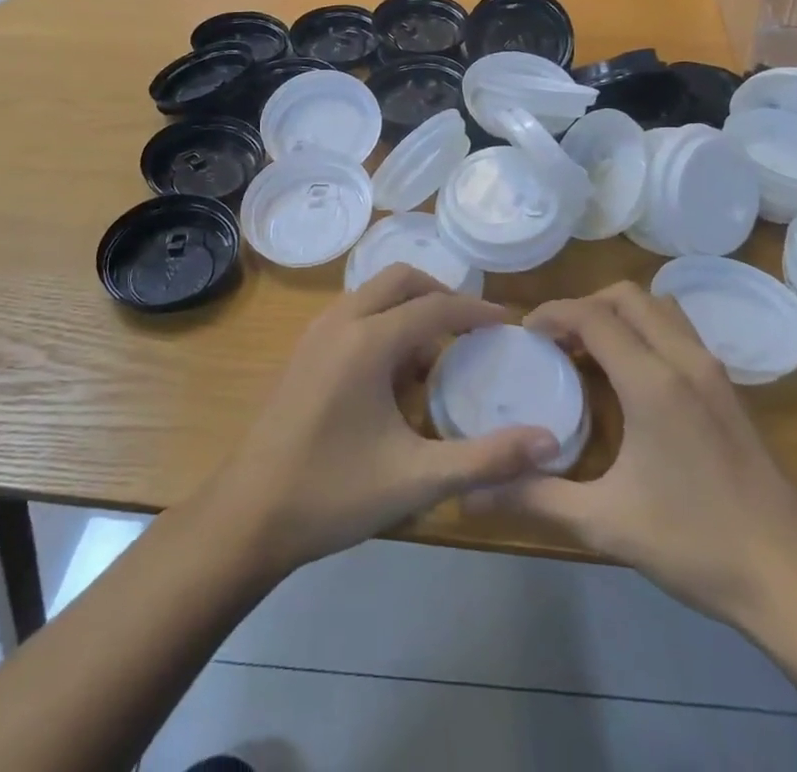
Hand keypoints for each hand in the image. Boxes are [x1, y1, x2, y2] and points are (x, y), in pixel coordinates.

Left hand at [196, 267, 561, 576]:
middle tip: (472, 329)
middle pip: (401, 279)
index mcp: (368, 341)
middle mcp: (341, 321)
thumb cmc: (333, 494)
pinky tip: (394, 374)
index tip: (509, 324)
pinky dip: (383, 322)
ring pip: (373, 293)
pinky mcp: (303, 350)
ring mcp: (316, 333)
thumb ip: (486, 459)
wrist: (248, 515)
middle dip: (441, 294)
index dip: (477, 312)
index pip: (435, 306)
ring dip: (409, 307)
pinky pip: (354, 313)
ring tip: (438, 354)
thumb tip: (548, 442)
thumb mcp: (416, 480)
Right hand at [483, 282, 796, 630]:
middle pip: (627, 297)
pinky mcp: (727, 386)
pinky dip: (646, 329)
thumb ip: (536, 498)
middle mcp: (684, 359)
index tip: (525, 333)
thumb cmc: (695, 544)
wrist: (791, 575)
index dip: (553, 313)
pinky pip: (678, 329)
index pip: (593, 316)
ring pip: (659, 306)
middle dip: (584, 306)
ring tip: (590, 350)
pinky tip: (631, 375)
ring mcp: (712, 369)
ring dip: (619, 313)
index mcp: (653, 381)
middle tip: (555, 341)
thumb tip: (472, 494)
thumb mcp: (605, 523)